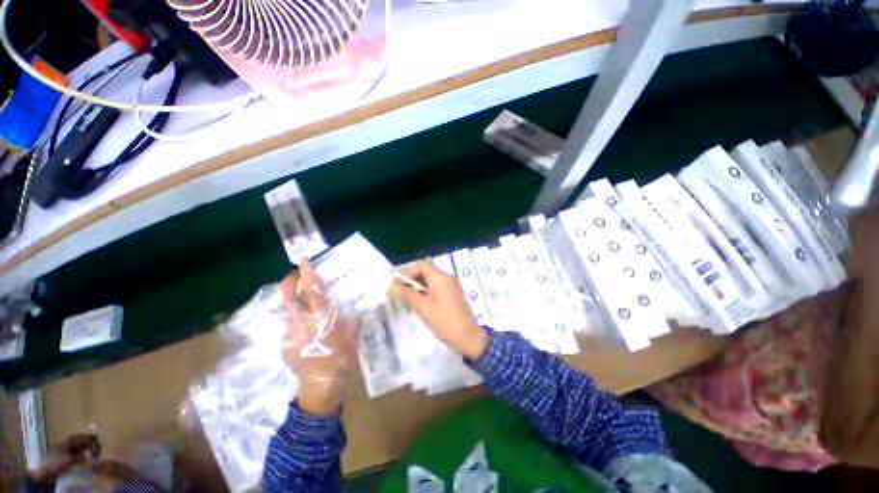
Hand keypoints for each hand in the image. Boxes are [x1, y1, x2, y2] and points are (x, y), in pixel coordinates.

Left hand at [280, 260, 358, 415]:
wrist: (321, 387)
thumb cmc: (341, 358)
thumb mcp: (352, 334)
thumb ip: (349, 315)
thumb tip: (347, 301)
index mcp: (321, 320)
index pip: (311, 292)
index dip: (307, 275)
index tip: (305, 261)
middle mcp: (301, 324)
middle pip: (288, 297)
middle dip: (290, 282)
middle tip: (298, 276)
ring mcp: (289, 334)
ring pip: (288, 309)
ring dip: (296, 300)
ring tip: (308, 303)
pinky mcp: (283, 343)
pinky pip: (290, 323)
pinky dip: (298, 317)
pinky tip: (308, 325)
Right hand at [397, 261, 487, 359]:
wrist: (467, 336)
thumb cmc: (444, 321)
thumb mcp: (423, 308)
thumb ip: (407, 295)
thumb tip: (391, 288)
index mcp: (441, 278)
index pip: (421, 265)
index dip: (407, 271)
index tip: (398, 284)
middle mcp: (447, 277)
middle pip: (426, 270)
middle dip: (411, 279)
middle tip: (400, 291)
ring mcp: (451, 285)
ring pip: (430, 279)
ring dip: (418, 285)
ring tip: (406, 298)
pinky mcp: (452, 293)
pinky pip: (436, 286)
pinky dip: (426, 290)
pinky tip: (418, 302)